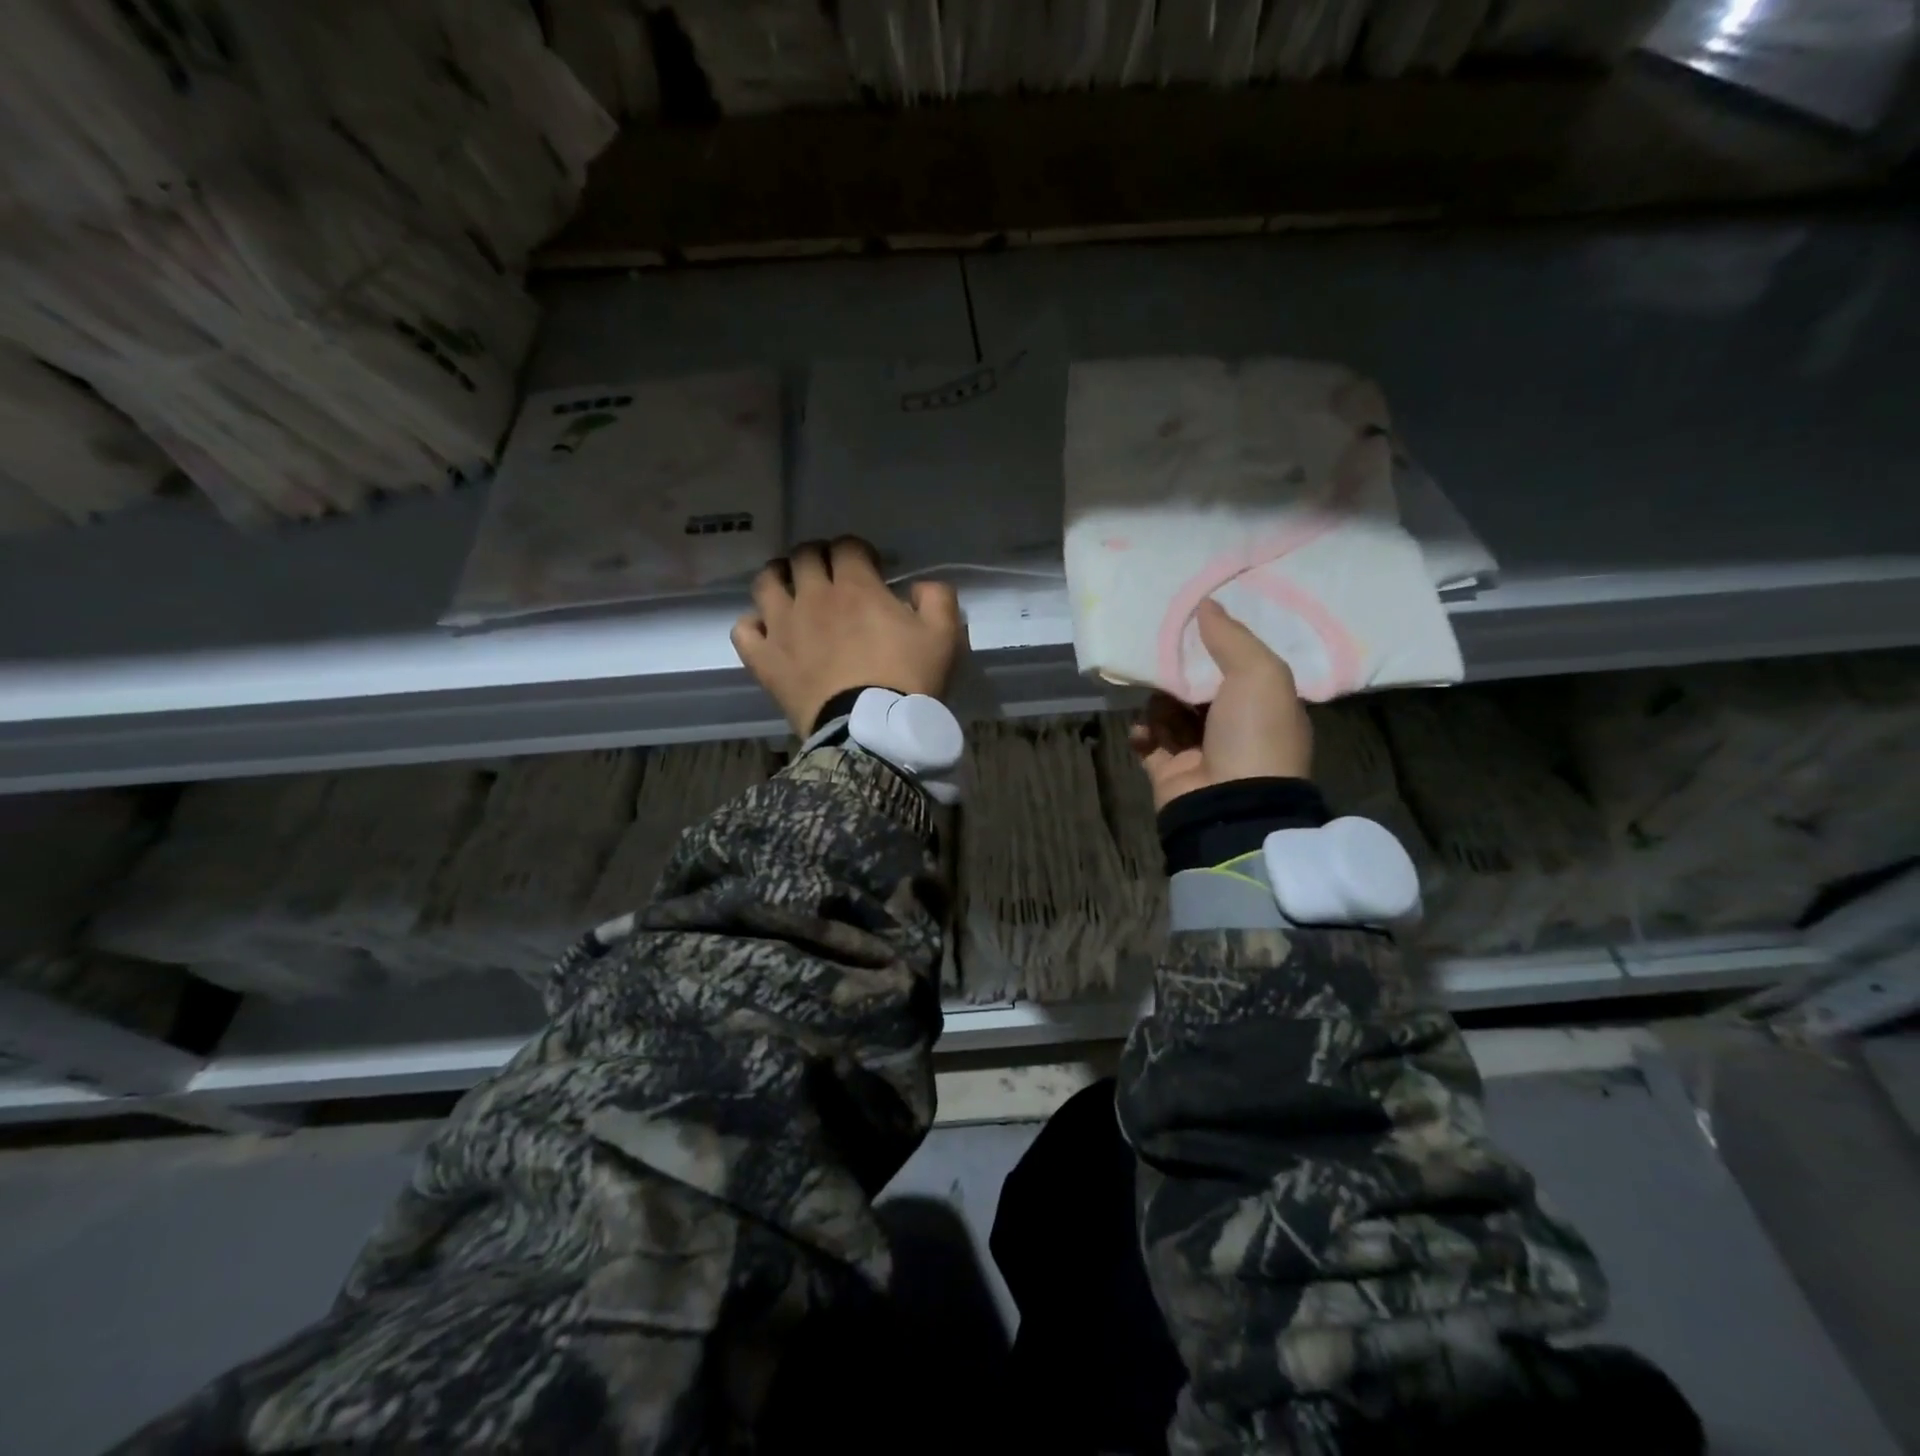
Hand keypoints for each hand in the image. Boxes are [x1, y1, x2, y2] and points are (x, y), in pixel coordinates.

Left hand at [731, 537, 965, 732]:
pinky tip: (767, 632)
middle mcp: (813, 597)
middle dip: (819, 558)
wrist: (871, 731)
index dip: (858, 551)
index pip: (846, 546)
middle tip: (832, 576)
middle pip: (804, 556)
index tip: (871, 568)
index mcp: (855, 587)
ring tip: (791, 590)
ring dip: (779, 578)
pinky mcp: (764, 660)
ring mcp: (782, 627)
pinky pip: (743, 630)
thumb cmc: (908, 681)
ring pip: (766, 582)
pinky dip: (753, 625)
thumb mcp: (944, 635)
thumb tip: (918, 587)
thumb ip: (937, 597)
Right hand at [1128, 599, 1313, 809]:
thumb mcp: (1259, 674)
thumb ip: (1232, 637)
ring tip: (1152, 698)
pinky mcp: (1171, 773)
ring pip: (1171, 715)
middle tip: (1158, 656)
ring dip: (1158, 703)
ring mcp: (1202, 754)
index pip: (1240, 669)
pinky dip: (1142, 733)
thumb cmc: (1255, 734)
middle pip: (1200, 691)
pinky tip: (1141, 729)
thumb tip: (1206, 604)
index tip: (1191, 627)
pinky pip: (1150, 744)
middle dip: (1179, 675)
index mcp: (1266, 707)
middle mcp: (1236, 730)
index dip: (1217, 648)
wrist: (1231, 805)